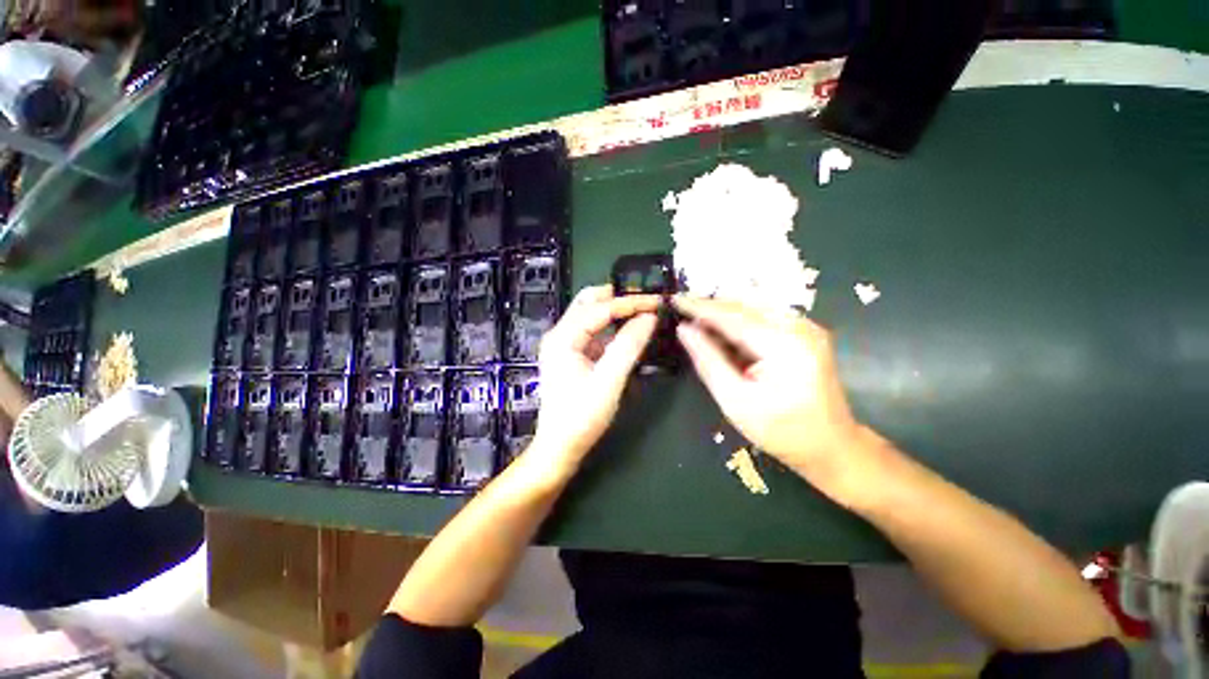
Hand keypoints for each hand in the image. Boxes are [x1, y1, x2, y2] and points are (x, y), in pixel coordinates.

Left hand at [529, 286, 658, 477]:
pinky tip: (629, 332)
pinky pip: (593, 332)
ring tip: (643, 312)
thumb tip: (648, 317)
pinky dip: (612, 328)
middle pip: (589, 302)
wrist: (560, 447)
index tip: (657, 301)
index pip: (599, 308)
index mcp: (563, 338)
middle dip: (619, 298)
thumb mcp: (609, 381)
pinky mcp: (572, 355)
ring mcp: (565, 344)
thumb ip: (628, 346)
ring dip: (616, 311)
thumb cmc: (582, 417)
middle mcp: (560, 334)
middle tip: (647, 301)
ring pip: (591, 315)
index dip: (630, 303)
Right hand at [673, 296, 866, 499]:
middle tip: (682, 311)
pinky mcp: (806, 333)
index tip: (674, 300)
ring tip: (698, 322)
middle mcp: (799, 327)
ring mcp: (807, 327)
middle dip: (711, 307)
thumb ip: (708, 360)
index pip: (732, 316)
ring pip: (754, 308)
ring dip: (724, 312)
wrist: (832, 446)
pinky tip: (724, 331)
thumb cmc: (781, 431)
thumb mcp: (734, 400)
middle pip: (744, 305)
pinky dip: (740, 320)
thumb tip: (684, 330)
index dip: (700, 307)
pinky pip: (765, 316)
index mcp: (784, 345)